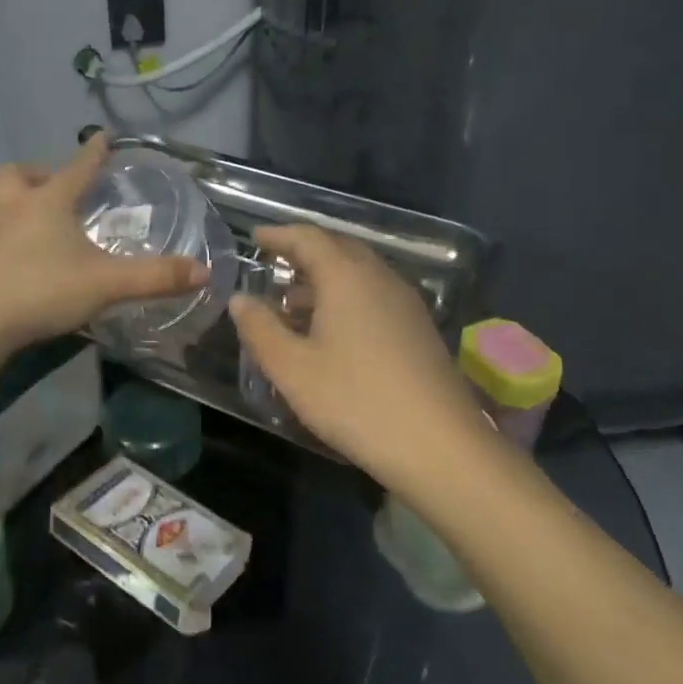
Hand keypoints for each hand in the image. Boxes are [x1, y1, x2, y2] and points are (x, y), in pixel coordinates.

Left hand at [0, 134, 208, 348]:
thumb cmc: (43, 289)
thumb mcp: (106, 283)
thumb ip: (155, 277)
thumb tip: (202, 272)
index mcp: (49, 202)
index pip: (77, 166)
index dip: (94, 151)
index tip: (104, 136)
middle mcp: (18, 209)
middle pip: (19, 174)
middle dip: (41, 173)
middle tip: (63, 188)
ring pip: (6, 201)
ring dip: (26, 201)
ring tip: (51, 221)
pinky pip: (2, 233)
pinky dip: (19, 234)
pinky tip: (35, 256)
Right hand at [230, 225, 487, 475]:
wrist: (442, 448)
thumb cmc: (356, 401)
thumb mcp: (292, 369)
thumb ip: (260, 328)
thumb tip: (240, 299)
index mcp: (346, 277)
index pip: (308, 238)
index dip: (278, 235)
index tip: (254, 237)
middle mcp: (379, 278)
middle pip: (338, 248)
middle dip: (303, 251)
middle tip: (273, 262)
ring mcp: (405, 304)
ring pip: (359, 273)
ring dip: (324, 277)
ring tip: (292, 302)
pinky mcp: (419, 330)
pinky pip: (374, 294)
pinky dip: (345, 297)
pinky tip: (330, 330)